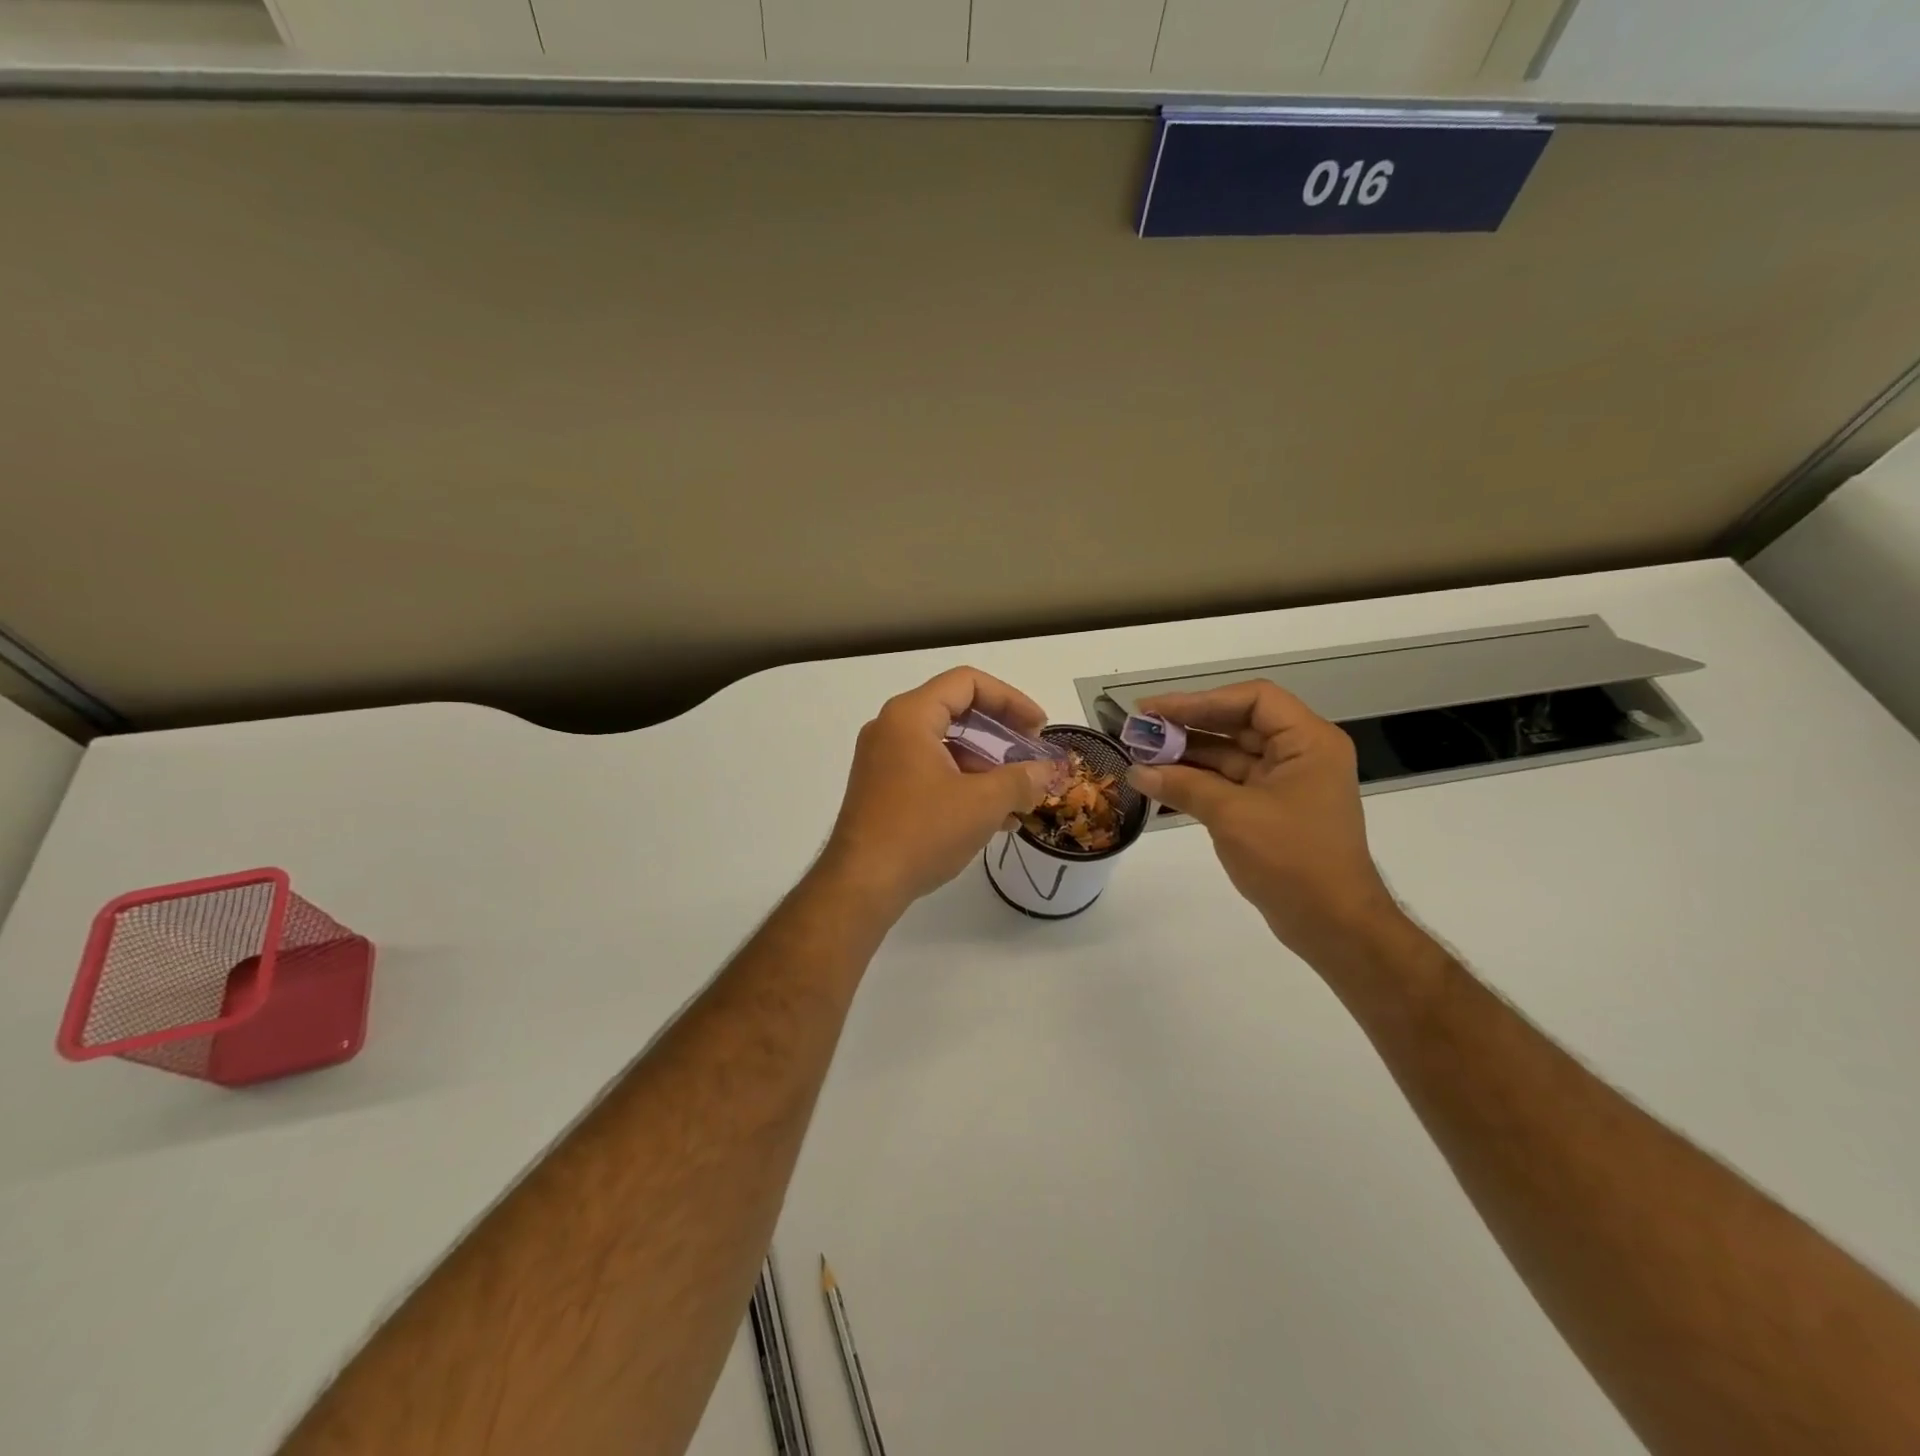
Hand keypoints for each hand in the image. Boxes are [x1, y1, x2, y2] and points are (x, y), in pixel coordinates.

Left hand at [822, 667, 1057, 915]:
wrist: (860, 885)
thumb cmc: (921, 832)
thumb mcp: (982, 804)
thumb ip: (1021, 780)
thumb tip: (1047, 772)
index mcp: (910, 716)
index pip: (967, 683)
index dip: (1011, 699)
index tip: (1039, 728)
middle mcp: (891, 729)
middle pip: (956, 711)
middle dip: (1001, 734)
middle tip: (1031, 755)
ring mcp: (883, 760)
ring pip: (945, 746)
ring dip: (986, 766)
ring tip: (1019, 797)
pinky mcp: (882, 789)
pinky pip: (930, 771)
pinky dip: (963, 784)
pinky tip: (994, 817)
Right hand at [1128, 681, 1397, 959]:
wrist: (1332, 925)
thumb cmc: (1292, 859)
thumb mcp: (1233, 816)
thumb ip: (1183, 786)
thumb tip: (1137, 771)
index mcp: (1308, 742)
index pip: (1253, 699)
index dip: (1201, 700)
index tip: (1157, 711)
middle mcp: (1300, 754)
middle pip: (1238, 724)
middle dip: (1188, 726)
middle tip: (1140, 730)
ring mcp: (1285, 784)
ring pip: (1229, 755)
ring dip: (1187, 754)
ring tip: (1141, 755)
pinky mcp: (1271, 810)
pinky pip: (1229, 783)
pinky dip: (1197, 781)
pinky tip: (1160, 782)